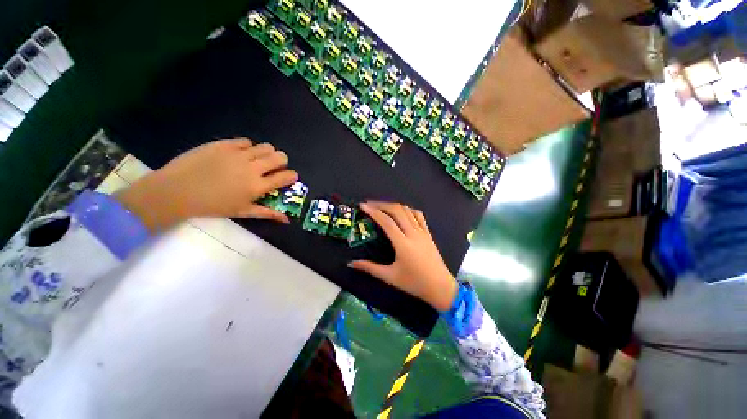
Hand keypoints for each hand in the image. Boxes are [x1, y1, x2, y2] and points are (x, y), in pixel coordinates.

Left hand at [116, 138, 297, 231]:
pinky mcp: (224, 144)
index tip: (289, 178)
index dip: (292, 176)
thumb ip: (267, 213)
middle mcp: (253, 168)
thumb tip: (287, 220)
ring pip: (266, 147)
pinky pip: (246, 142)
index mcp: (258, 186)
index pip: (286, 177)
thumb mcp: (242, 211)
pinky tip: (239, 155)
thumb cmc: (212, 206)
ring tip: (257, 160)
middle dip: (282, 162)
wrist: (177, 191)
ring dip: (267, 153)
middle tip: (273, 167)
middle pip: (280, 157)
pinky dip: (248, 148)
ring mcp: (238, 154)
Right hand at [348, 201, 457, 310]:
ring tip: (382, 206)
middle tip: (370, 204)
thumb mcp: (390, 276)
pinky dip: (408, 209)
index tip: (363, 205)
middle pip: (397, 211)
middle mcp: (413, 233)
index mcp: (402, 243)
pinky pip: (418, 215)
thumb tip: (351, 263)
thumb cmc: (414, 283)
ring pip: (407, 210)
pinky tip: (402, 211)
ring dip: (394, 205)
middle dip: (382, 204)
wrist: (440, 286)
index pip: (386, 221)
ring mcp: (422, 231)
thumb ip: (369, 268)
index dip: (373, 211)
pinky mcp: (428, 233)